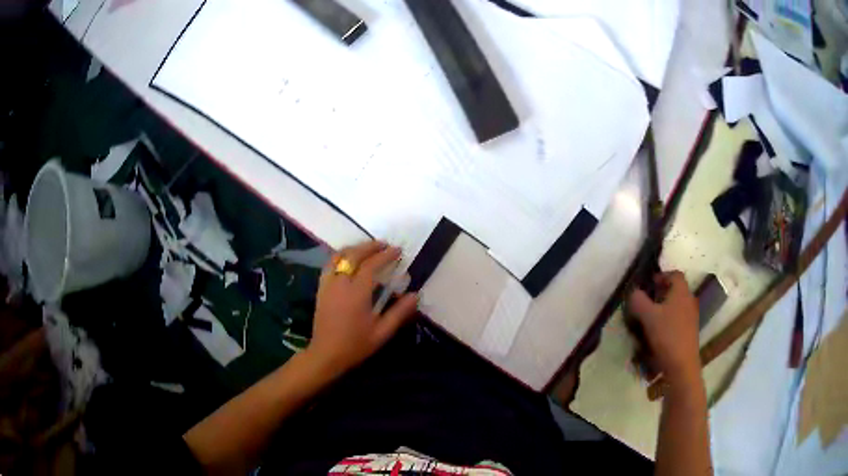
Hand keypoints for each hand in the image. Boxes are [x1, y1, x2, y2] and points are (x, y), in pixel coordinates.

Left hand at [306, 241, 418, 376]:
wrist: (326, 354)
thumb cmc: (355, 345)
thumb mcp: (382, 333)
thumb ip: (399, 312)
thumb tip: (415, 294)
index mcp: (357, 293)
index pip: (371, 265)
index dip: (385, 255)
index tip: (397, 251)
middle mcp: (340, 283)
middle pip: (354, 255)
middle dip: (370, 246)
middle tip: (384, 245)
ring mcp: (328, 284)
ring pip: (339, 256)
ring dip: (355, 248)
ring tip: (368, 249)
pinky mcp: (321, 288)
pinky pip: (330, 264)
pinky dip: (341, 256)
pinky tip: (349, 260)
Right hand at [627, 271, 699, 381]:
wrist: (682, 365)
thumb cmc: (666, 336)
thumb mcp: (647, 316)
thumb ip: (638, 301)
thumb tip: (634, 292)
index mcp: (681, 292)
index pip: (674, 275)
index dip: (662, 276)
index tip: (649, 284)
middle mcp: (689, 300)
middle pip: (676, 290)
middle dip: (661, 294)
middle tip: (647, 302)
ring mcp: (691, 317)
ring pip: (677, 306)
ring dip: (664, 309)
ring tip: (650, 320)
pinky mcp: (690, 331)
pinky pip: (678, 319)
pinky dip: (668, 321)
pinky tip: (657, 334)